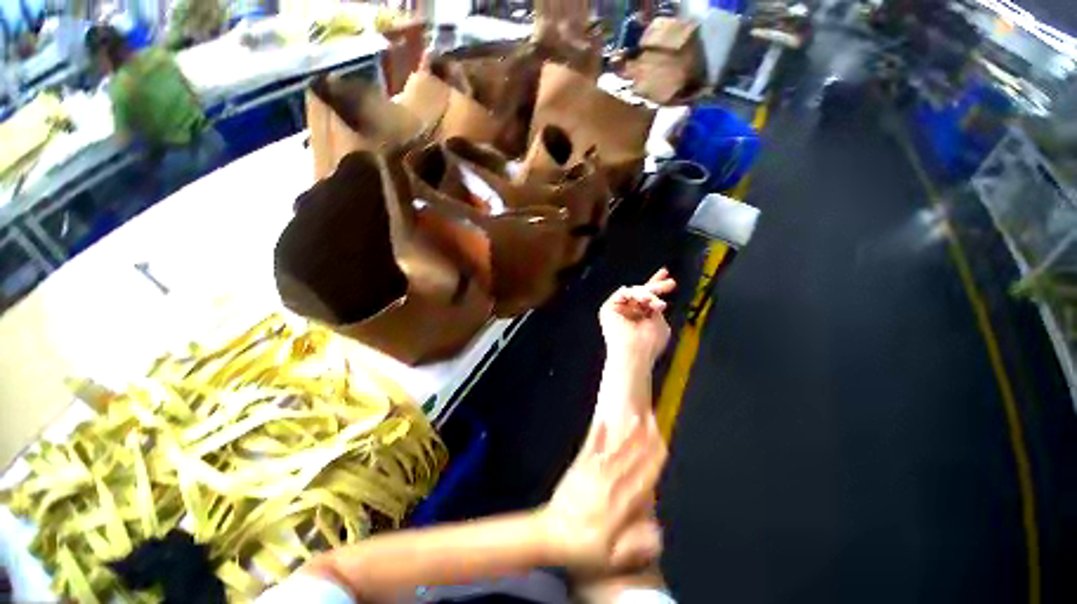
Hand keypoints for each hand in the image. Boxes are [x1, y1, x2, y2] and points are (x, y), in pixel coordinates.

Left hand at [539, 419, 667, 574]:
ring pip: (615, 450)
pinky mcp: (578, 467)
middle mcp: (609, 483)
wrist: (550, 535)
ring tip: (636, 418)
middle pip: (631, 458)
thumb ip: (635, 545)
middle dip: (644, 438)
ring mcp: (592, 472)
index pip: (643, 477)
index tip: (663, 442)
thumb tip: (658, 531)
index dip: (654, 458)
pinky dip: (597, 433)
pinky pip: (590, 447)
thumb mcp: (611, 558)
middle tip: (653, 419)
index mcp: (620, 504)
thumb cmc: (583, 549)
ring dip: (627, 433)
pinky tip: (602, 420)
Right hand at [599, 269, 675, 364]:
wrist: (634, 354)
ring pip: (634, 291)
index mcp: (640, 317)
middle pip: (640, 292)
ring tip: (655, 303)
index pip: (647, 299)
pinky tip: (644, 300)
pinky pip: (622, 292)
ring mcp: (618, 310)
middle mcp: (628, 312)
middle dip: (656, 286)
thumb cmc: (648, 345)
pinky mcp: (608, 309)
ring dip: (648, 293)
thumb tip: (656, 299)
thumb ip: (657, 309)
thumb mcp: (660, 323)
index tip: (669, 279)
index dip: (657, 287)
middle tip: (670, 284)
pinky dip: (635, 293)